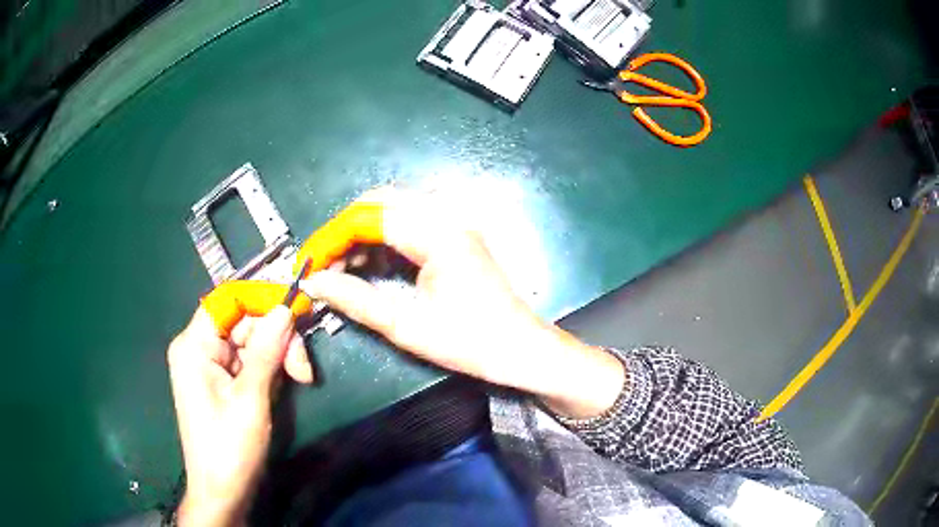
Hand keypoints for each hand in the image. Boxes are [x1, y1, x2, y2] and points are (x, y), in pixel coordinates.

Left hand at [167, 306, 312, 525]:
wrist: (223, 492)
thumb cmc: (230, 448)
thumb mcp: (250, 398)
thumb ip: (266, 351)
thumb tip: (285, 308)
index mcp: (194, 346)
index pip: (227, 301)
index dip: (261, 299)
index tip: (296, 309)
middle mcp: (199, 348)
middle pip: (243, 322)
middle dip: (276, 339)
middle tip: (303, 369)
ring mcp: (211, 366)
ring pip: (251, 342)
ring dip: (278, 356)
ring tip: (300, 380)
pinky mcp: (223, 382)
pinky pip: (250, 361)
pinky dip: (271, 370)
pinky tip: (283, 386)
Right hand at [300, 188, 624, 418]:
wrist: (521, 350)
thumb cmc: (470, 343)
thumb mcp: (406, 327)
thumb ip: (356, 300)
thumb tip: (314, 282)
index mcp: (436, 234)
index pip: (368, 217)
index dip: (331, 237)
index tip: (309, 262)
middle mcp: (446, 217)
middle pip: (379, 202)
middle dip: (344, 229)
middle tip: (323, 262)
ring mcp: (454, 223)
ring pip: (393, 208)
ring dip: (362, 232)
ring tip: (341, 267)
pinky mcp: (455, 234)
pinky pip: (409, 222)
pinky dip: (382, 238)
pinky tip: (370, 265)